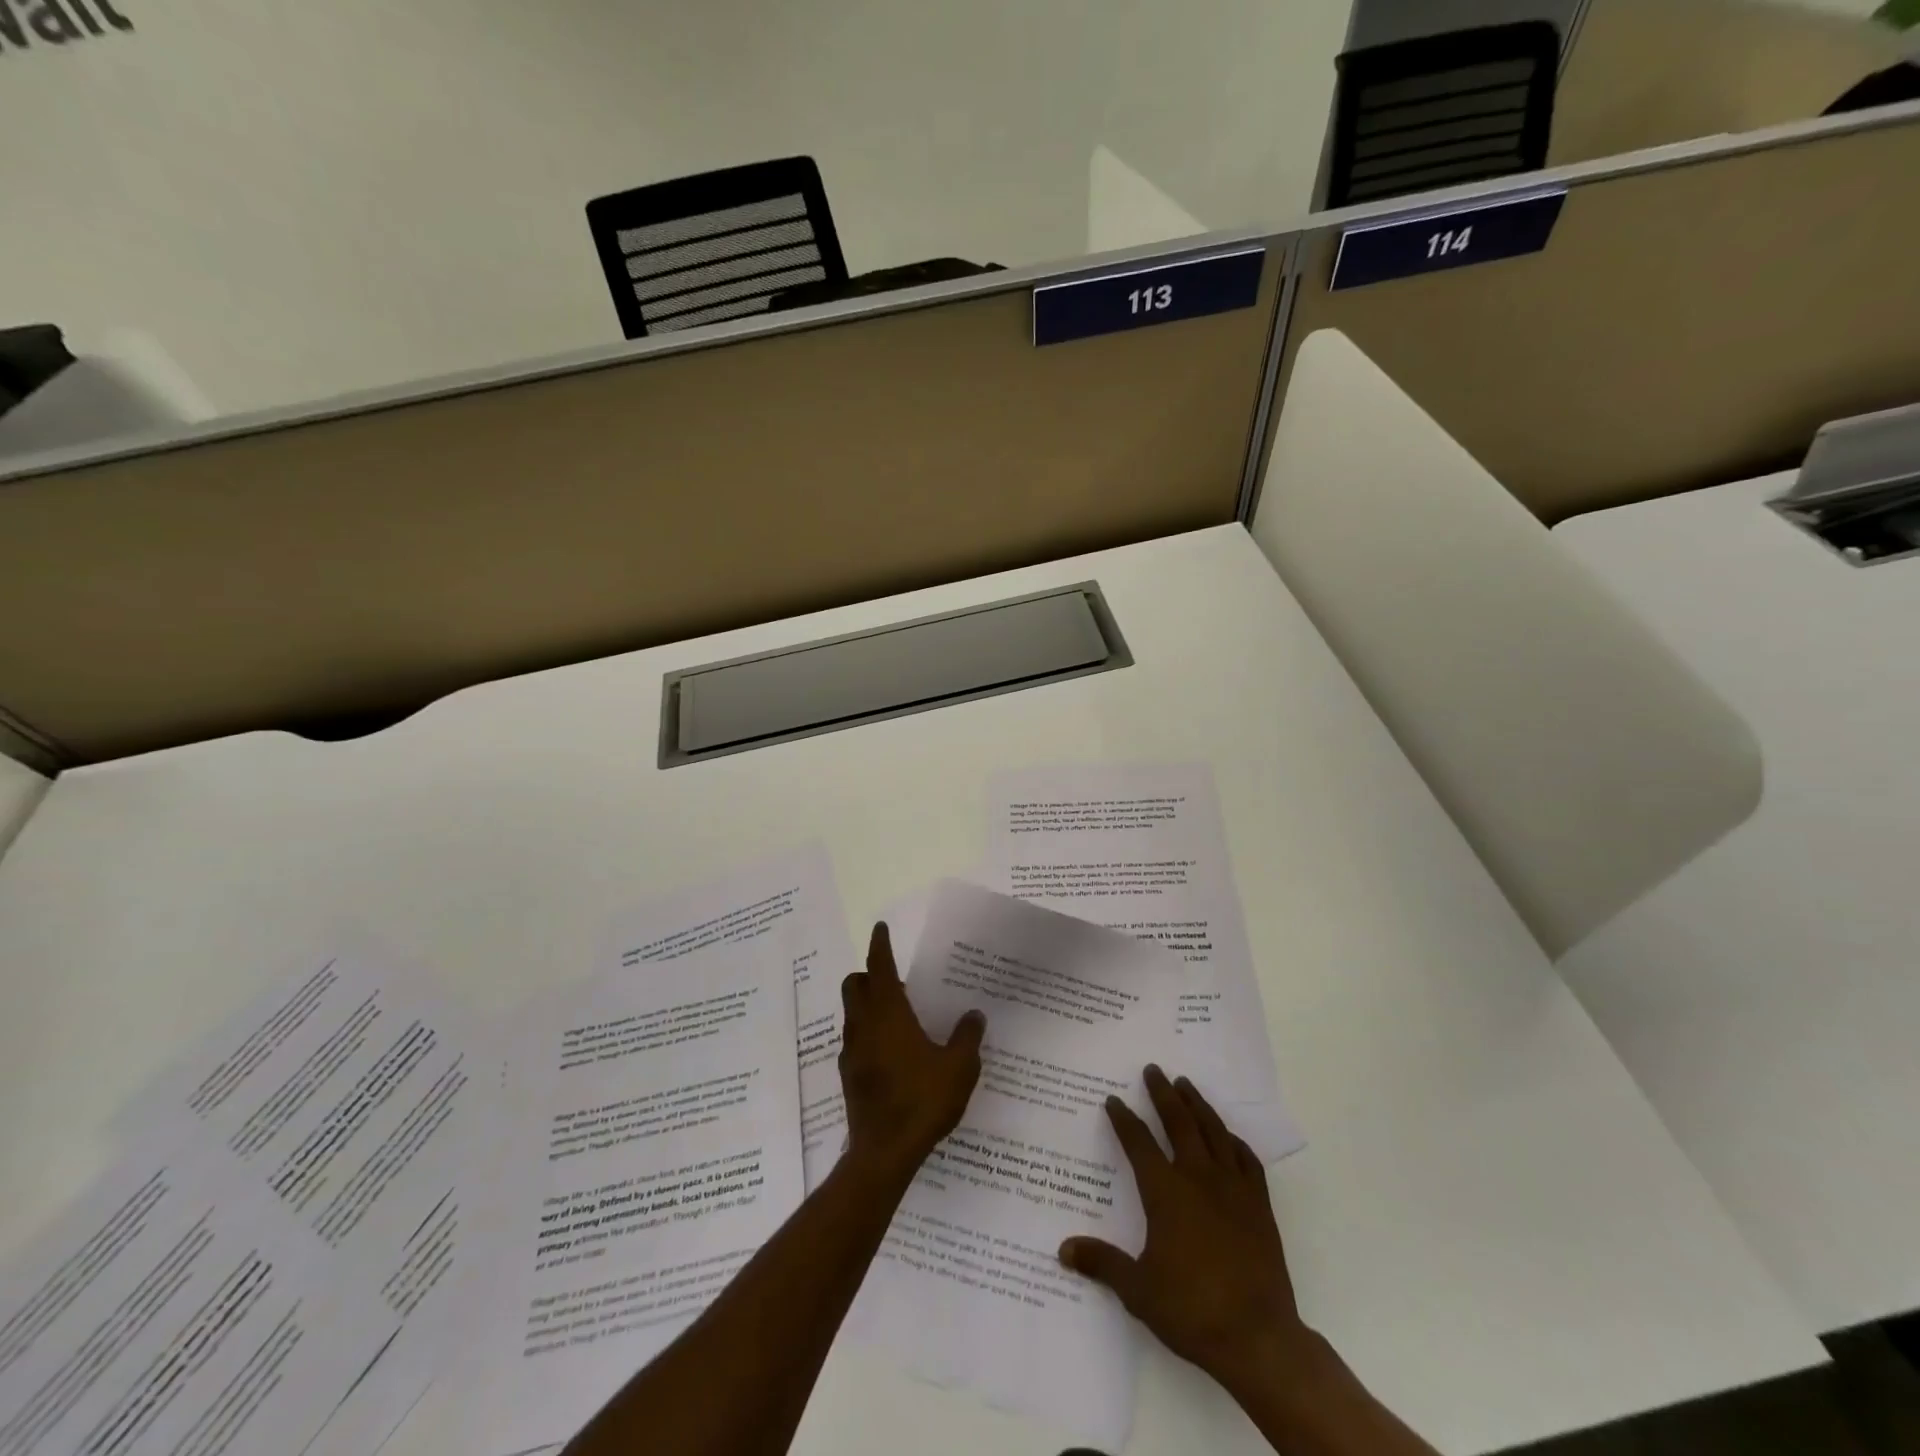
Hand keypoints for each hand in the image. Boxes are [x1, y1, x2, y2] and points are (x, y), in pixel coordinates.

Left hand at [838, 923, 984, 1179]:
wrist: (884, 1153)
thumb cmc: (923, 1101)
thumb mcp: (959, 1067)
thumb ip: (967, 1037)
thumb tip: (974, 1015)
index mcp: (888, 1014)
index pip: (879, 967)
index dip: (879, 945)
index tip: (880, 928)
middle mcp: (864, 1025)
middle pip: (855, 985)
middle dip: (869, 973)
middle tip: (896, 979)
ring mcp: (851, 1051)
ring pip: (852, 1012)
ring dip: (868, 1003)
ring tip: (898, 1015)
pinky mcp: (849, 1075)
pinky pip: (855, 1039)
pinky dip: (868, 1031)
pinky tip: (891, 1051)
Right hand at [1059, 1065, 1311, 1397]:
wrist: (1258, 1338)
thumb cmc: (1192, 1310)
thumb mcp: (1138, 1291)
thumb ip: (1102, 1263)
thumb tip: (1063, 1249)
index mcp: (1165, 1192)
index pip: (1138, 1143)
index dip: (1123, 1119)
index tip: (1113, 1100)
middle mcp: (1198, 1177)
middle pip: (1178, 1122)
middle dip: (1163, 1093)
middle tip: (1153, 1069)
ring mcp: (1232, 1187)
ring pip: (1212, 1131)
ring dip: (1197, 1104)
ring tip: (1186, 1084)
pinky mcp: (1258, 1204)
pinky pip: (1246, 1158)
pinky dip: (1233, 1140)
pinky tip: (1227, 1136)